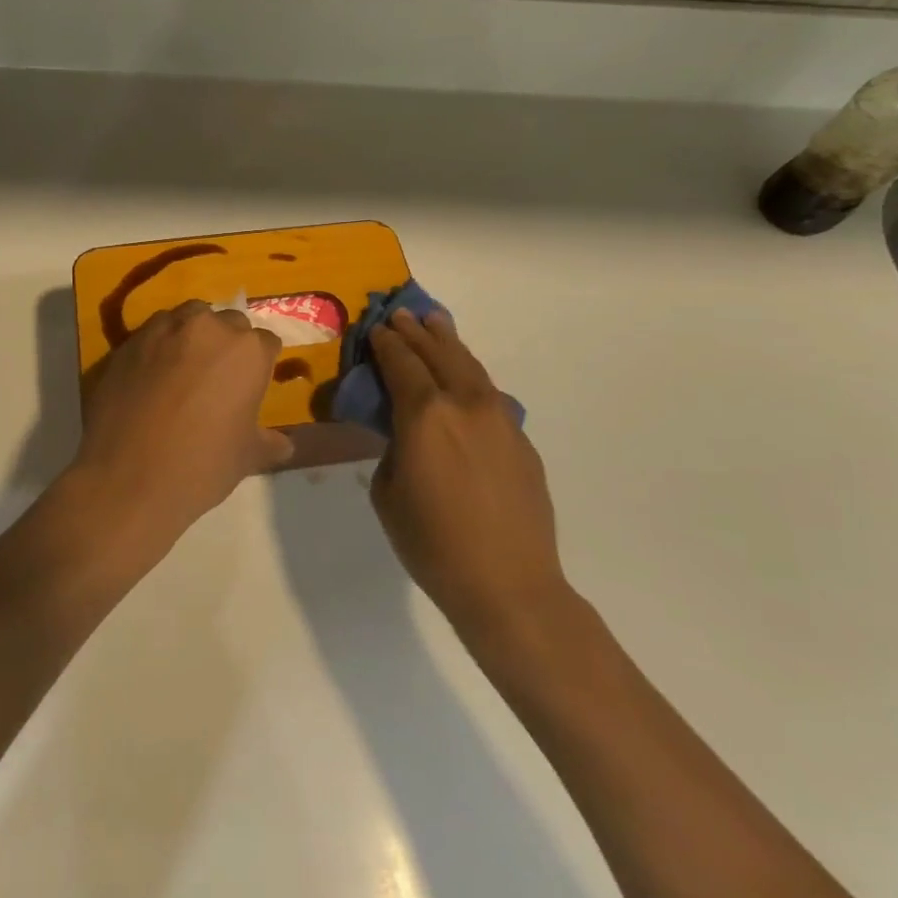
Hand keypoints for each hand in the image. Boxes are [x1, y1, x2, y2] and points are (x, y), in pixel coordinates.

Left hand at [64, 301, 292, 557]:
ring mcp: (164, 329)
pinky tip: (151, 376)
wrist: (127, 478)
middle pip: (228, 323)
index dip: (260, 364)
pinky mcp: (129, 341)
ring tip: (184, 370)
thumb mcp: (247, 457)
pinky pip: (153, 333)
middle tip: (218, 378)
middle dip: (228, 343)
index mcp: (247, 350)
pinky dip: (158, 347)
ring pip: (188, 318)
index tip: (251, 386)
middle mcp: (208, 327)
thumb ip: (269, 442)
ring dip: (192, 336)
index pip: (266, 343)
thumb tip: (284, 444)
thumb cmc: (201, 466)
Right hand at [369, 309, 565, 637]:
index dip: (386, 343)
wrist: (508, 584)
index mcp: (425, 414)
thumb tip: (404, 431)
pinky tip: (464, 377)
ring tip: (436, 323)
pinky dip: (470, 376)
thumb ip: (392, 446)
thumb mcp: (386, 491)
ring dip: (449, 342)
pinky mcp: (521, 439)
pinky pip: (489, 394)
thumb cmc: (432, 543)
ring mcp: (500, 418)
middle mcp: (464, 403)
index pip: (401, 363)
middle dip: (416, 331)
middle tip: (402, 314)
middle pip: (438, 353)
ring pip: (470, 366)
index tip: (376, 328)